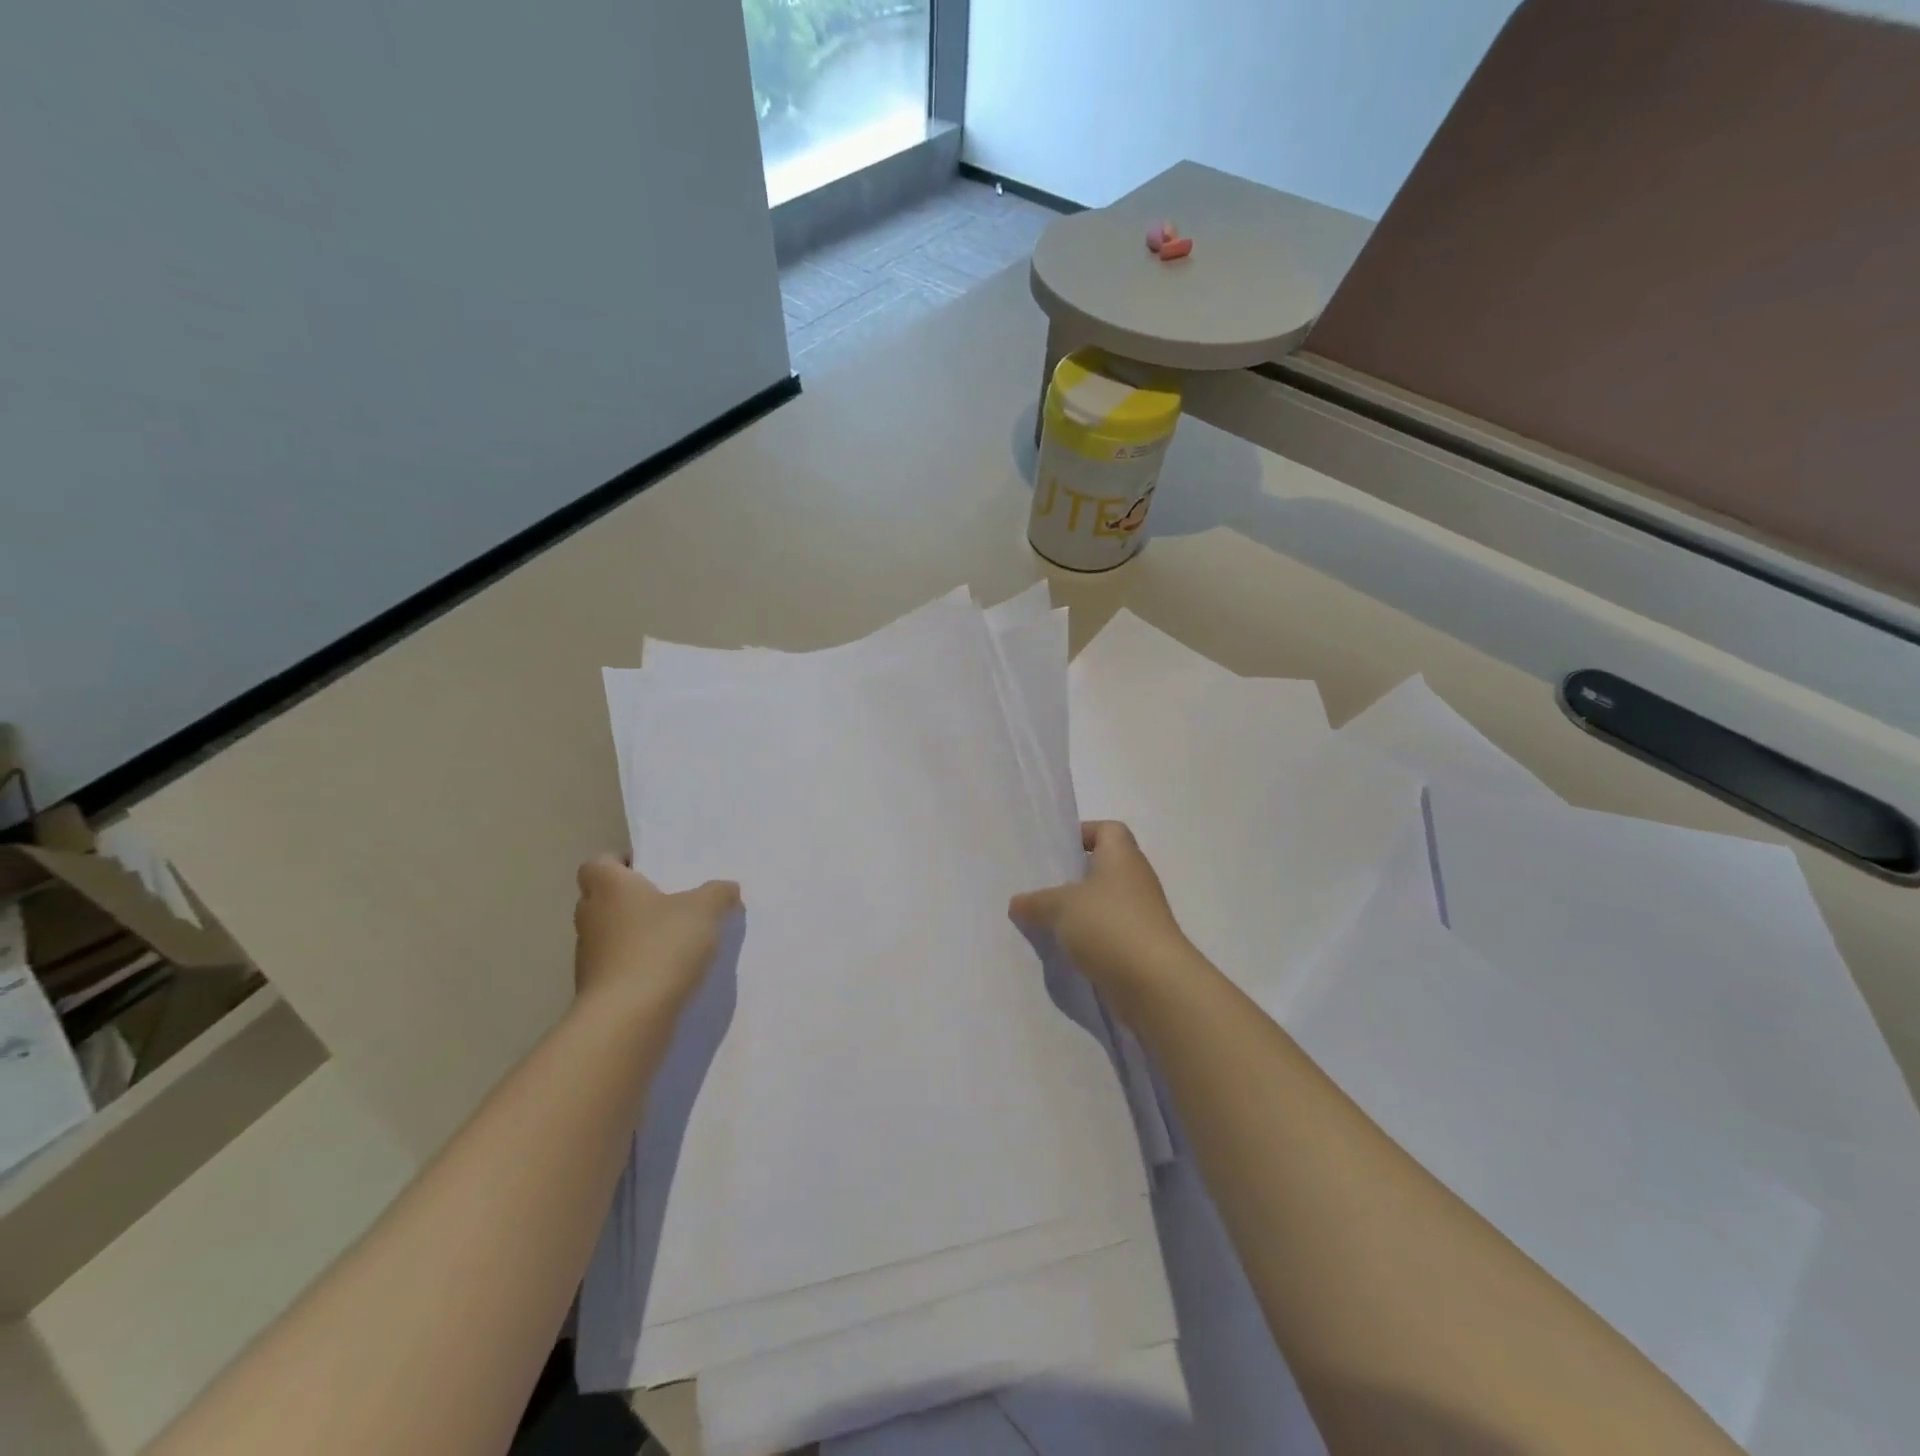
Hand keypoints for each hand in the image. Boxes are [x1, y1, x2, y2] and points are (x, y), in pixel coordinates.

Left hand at [573, 856, 740, 1018]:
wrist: (629, 1017)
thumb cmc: (662, 946)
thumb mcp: (705, 910)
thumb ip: (718, 893)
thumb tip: (726, 887)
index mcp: (609, 887)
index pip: (598, 863)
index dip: (621, 863)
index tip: (651, 871)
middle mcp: (591, 916)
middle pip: (603, 898)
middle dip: (632, 899)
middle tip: (669, 902)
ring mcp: (588, 956)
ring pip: (610, 934)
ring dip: (634, 934)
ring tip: (673, 940)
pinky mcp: (595, 989)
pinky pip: (617, 966)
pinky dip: (636, 965)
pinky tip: (667, 972)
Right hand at [1009, 821, 1196, 1023]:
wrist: (1154, 983)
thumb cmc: (1109, 925)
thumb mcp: (1061, 907)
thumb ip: (1036, 902)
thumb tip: (1017, 903)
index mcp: (1121, 856)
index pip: (1107, 830)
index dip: (1083, 833)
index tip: (1055, 851)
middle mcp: (1135, 880)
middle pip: (1102, 868)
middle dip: (1072, 878)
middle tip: (1039, 887)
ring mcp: (1141, 915)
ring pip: (1103, 904)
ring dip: (1078, 912)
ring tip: (1044, 921)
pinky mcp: (1139, 947)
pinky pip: (1108, 934)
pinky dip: (1089, 939)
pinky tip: (1064, 950)